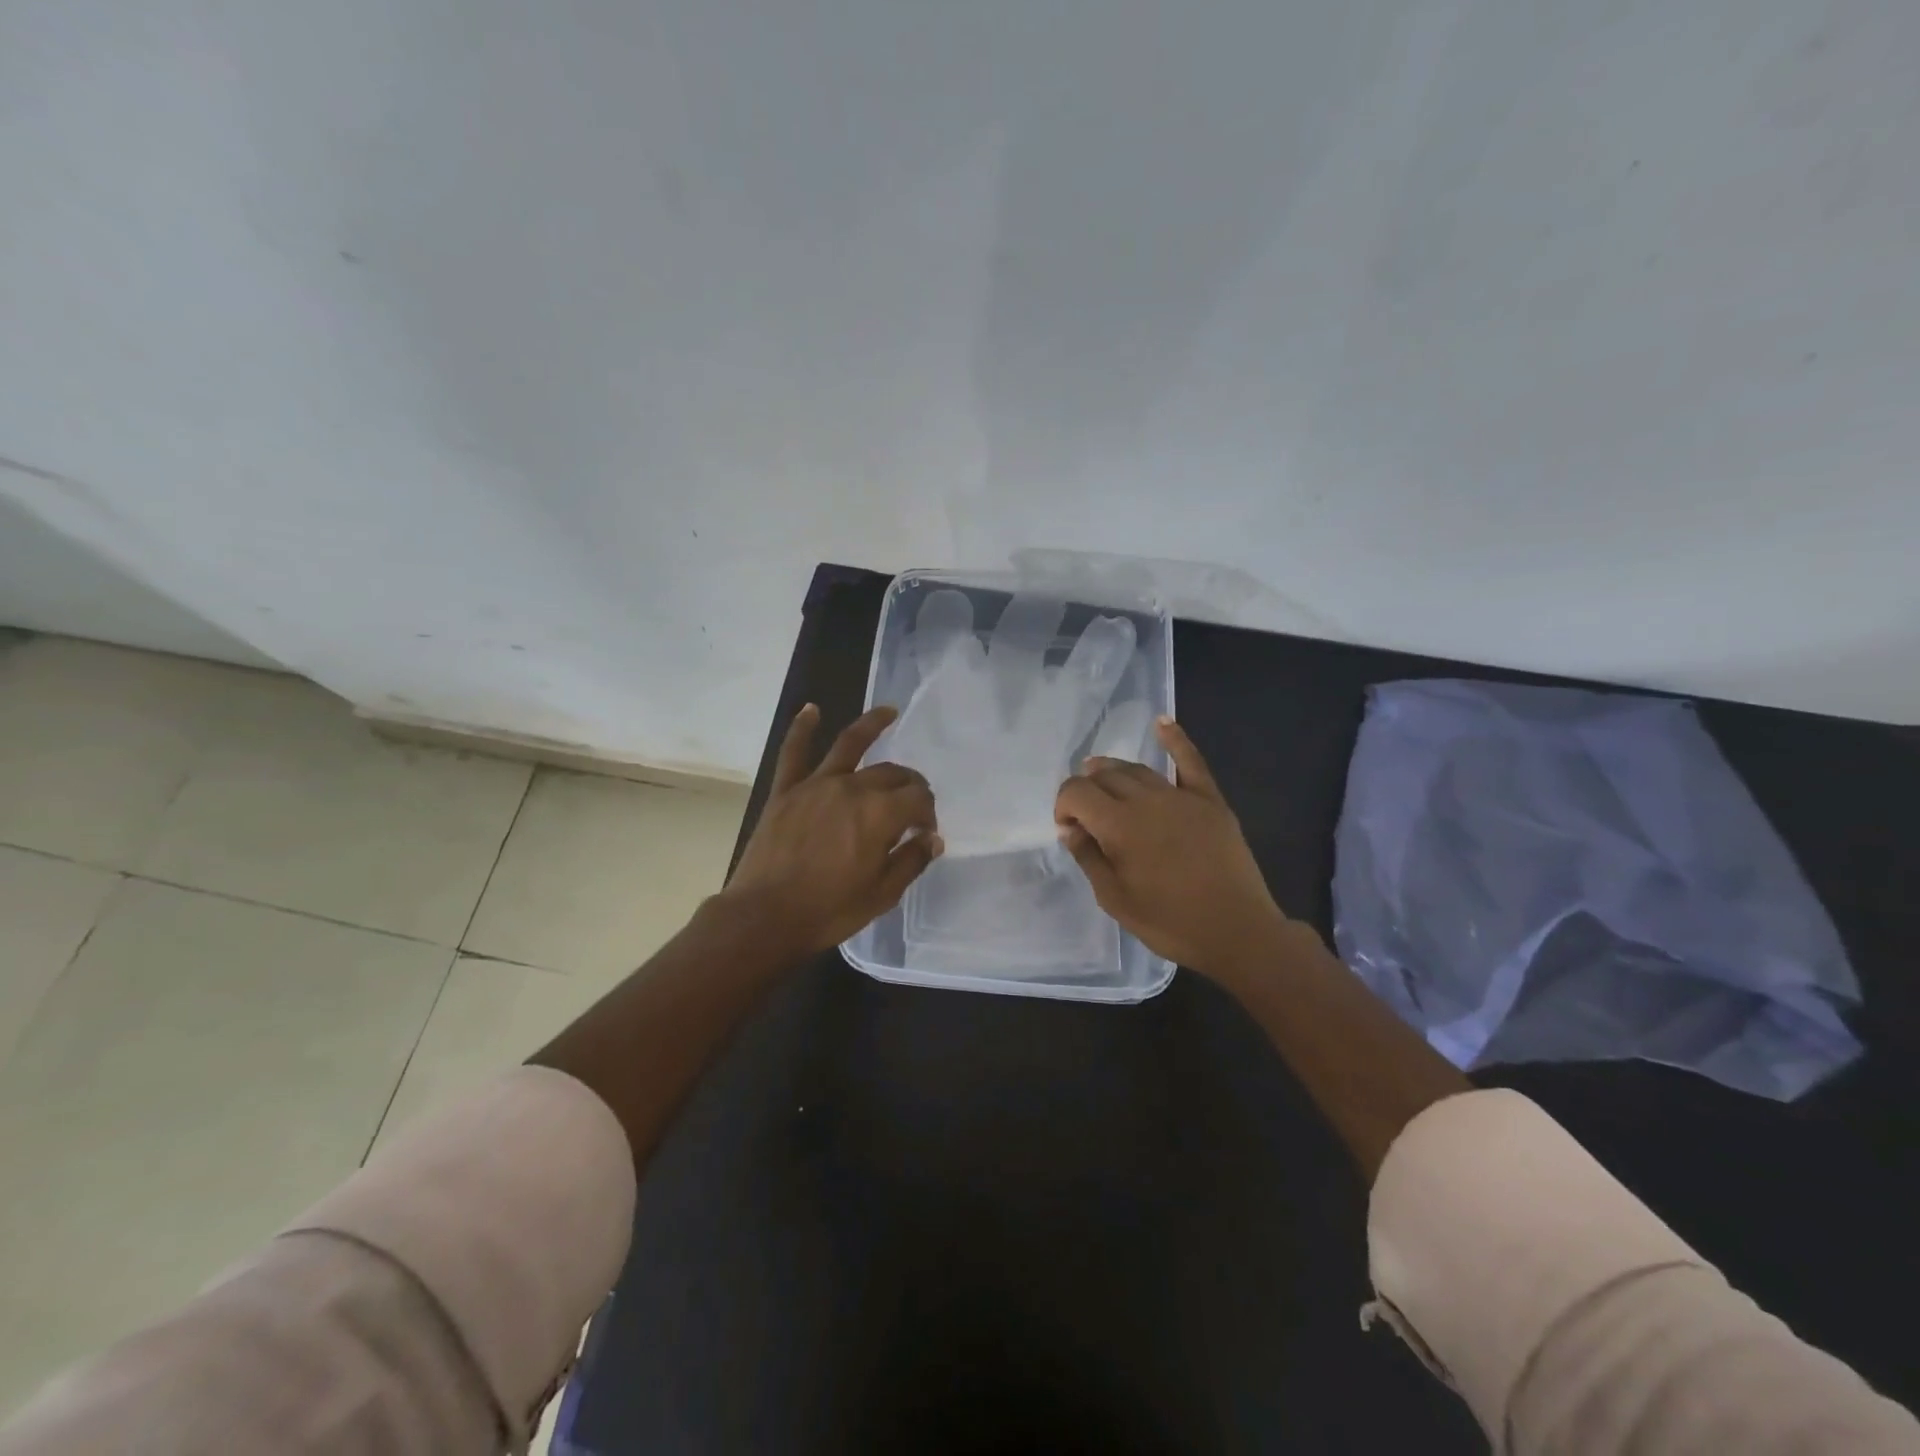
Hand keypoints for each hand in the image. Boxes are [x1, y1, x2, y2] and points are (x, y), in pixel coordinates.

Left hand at [725, 704, 943, 954]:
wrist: (765, 916)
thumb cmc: (829, 910)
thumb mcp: (882, 894)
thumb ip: (910, 861)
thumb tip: (932, 839)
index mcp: (880, 814)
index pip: (918, 799)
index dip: (928, 813)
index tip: (925, 834)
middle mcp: (852, 788)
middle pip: (891, 773)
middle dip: (910, 783)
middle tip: (913, 800)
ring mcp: (816, 784)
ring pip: (850, 745)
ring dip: (872, 725)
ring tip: (888, 712)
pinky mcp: (786, 790)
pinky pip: (794, 753)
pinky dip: (802, 728)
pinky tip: (811, 709)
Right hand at [1053, 717, 1285, 976]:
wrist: (1237, 931)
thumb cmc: (1170, 922)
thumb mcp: (1115, 899)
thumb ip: (1089, 858)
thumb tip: (1070, 829)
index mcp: (1119, 825)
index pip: (1077, 792)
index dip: (1064, 805)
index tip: (1068, 829)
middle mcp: (1147, 800)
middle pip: (1105, 776)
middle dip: (1086, 788)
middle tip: (1085, 813)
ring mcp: (1181, 796)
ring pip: (1138, 769)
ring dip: (1114, 770)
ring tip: (1102, 776)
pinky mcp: (1210, 800)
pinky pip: (1190, 761)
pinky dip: (1175, 739)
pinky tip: (1162, 722)